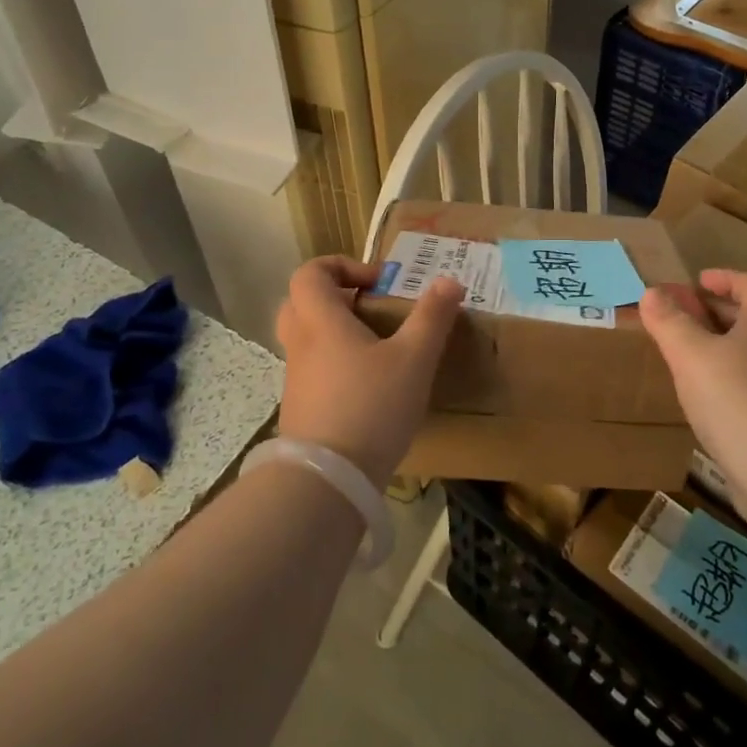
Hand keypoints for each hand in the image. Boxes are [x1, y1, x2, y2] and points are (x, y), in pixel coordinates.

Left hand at [274, 257, 462, 488]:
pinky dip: (336, 365)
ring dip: (337, 332)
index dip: (341, 266)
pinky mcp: (301, 409)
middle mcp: (301, 344)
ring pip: (307, 338)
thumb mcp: (414, 358)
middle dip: (336, 297)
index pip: (310, 273)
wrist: (328, 480)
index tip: (378, 284)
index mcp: (321, 321)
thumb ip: (432, 317)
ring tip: (379, 349)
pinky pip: (313, 370)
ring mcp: (296, 379)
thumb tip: (449, 280)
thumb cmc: (371, 406)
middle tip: (371, 309)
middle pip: (301, 302)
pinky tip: (370, 387)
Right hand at [639, 270, 746, 487]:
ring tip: (690, 361)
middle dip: (724, 315)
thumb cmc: (737, 399)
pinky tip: (706, 406)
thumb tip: (652, 292)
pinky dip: (730, 389)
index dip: (731, 280)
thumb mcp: (691, 355)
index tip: (701, 281)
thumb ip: (670, 323)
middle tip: (689, 317)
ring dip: (727, 353)